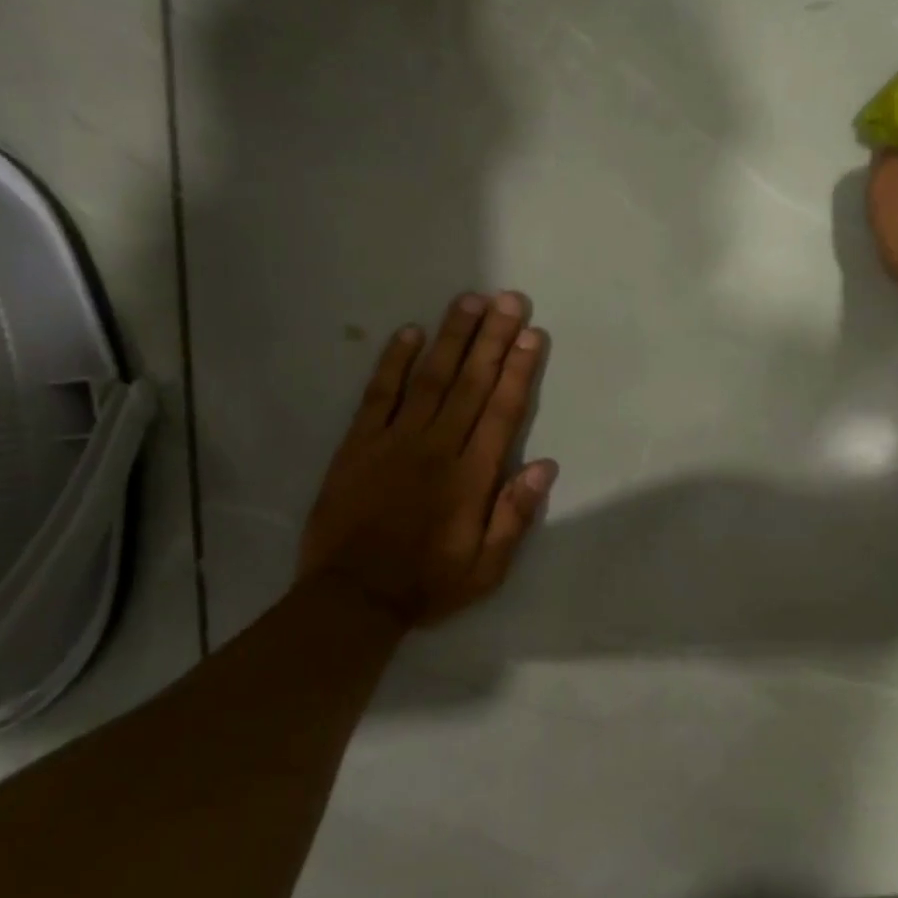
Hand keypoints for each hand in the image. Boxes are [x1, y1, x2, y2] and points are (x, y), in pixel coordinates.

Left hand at [297, 292, 557, 627]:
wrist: (352, 597)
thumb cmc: (426, 584)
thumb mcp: (486, 569)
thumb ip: (515, 516)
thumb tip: (545, 465)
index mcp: (471, 477)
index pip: (502, 411)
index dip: (519, 370)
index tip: (532, 335)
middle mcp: (436, 447)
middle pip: (470, 383)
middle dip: (493, 339)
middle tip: (510, 299)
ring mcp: (394, 440)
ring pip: (429, 378)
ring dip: (452, 337)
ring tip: (470, 301)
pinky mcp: (358, 443)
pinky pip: (378, 394)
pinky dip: (393, 361)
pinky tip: (409, 333)